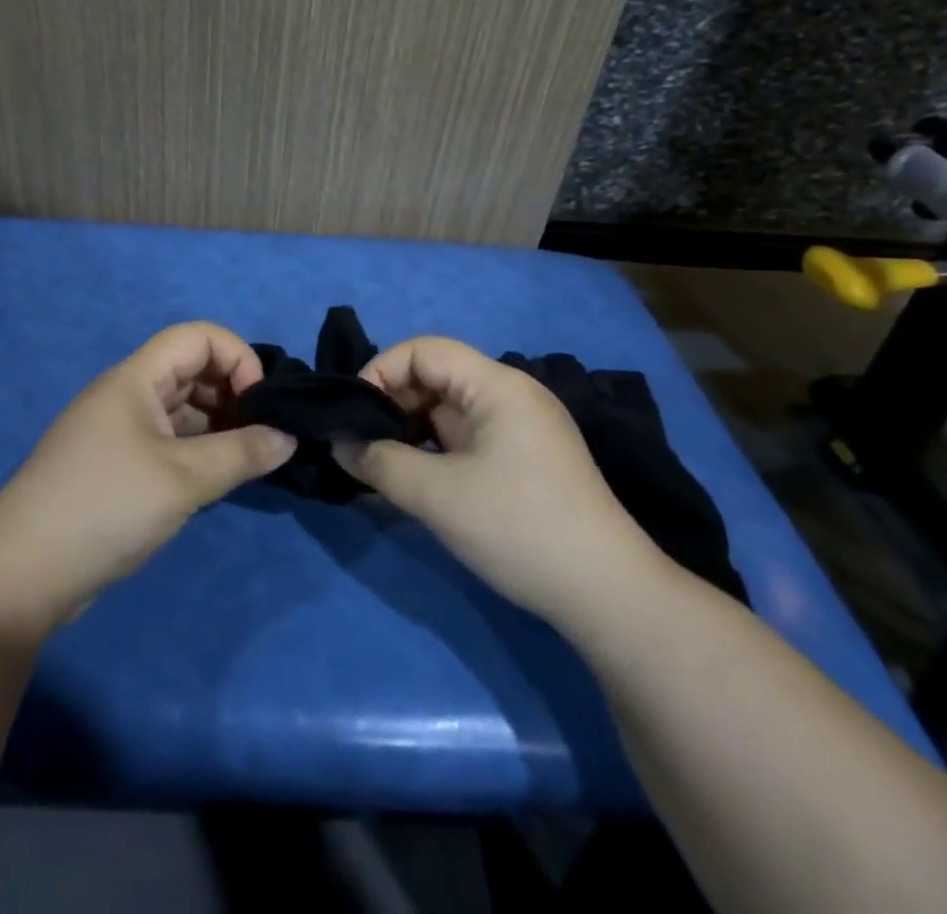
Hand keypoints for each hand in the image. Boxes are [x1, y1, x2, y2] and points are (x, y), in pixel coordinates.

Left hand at [0, 323, 296, 632]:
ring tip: (247, 458)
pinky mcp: (114, 464)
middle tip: (262, 434)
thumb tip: (288, 438)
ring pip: (180, 407)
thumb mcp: (183, 479)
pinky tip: (215, 477)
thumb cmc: (106, 507)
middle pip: (190, 368)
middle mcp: (126, 394)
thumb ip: (242, 453)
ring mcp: (117, 430)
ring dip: (217, 424)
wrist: (21, 574)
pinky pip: (166, 438)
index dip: (237, 357)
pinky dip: (196, 449)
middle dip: (232, 391)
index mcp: (135, 379)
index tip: (261, 402)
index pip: (197, 337)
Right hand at [332, 337, 669, 628]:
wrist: (608, 596)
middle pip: (435, 378)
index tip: (353, 414)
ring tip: (377, 465)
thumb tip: (339, 443)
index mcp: (497, 385)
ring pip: (447, 412)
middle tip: (359, 444)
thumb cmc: (519, 528)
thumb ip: (380, 462)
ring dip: (409, 432)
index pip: (424, 350)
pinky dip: (432, 452)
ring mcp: (519, 429)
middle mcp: (510, 396)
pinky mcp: (522, 461)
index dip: (381, 371)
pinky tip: (412, 482)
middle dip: (391, 405)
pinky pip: (464, 440)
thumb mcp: (437, 495)